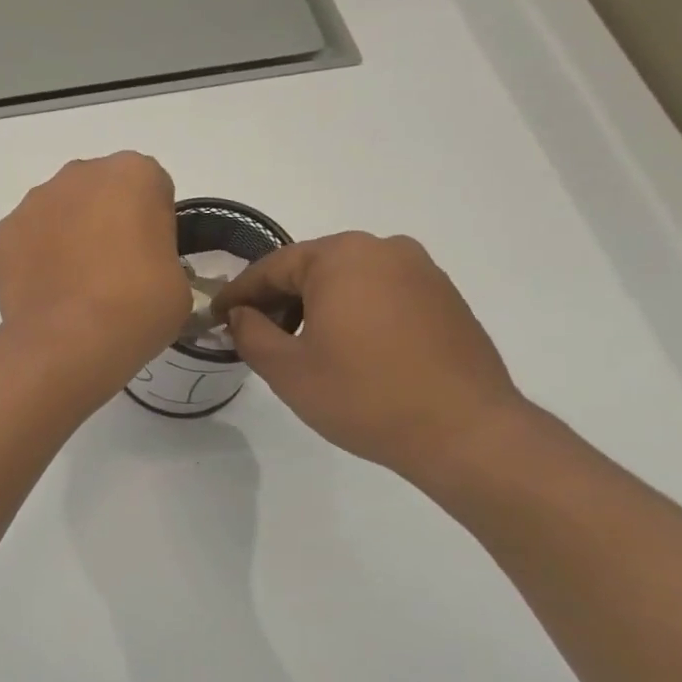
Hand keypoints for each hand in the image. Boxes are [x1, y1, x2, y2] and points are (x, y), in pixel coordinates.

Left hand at [0, 153, 190, 392]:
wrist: (69, 342)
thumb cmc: (137, 307)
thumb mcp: (177, 283)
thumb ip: (160, 257)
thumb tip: (139, 270)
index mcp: (133, 174)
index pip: (150, 189)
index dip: (153, 225)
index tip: (151, 259)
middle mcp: (79, 174)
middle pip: (99, 192)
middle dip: (106, 221)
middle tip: (114, 271)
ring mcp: (34, 202)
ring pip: (58, 212)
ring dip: (67, 237)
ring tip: (76, 288)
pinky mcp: (2, 233)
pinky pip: (26, 241)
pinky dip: (34, 260)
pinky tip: (46, 294)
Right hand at [213, 232, 528, 481]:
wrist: (465, 432)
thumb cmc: (364, 396)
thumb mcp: (287, 369)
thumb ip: (250, 333)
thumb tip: (240, 314)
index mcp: (341, 256)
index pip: (272, 267)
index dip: (239, 294)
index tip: (216, 317)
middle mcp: (383, 249)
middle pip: (312, 268)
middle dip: (279, 299)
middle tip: (255, 333)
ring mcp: (421, 270)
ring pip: (348, 280)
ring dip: (317, 306)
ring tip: (300, 346)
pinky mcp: (444, 297)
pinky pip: (382, 293)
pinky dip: (354, 312)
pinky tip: (348, 349)